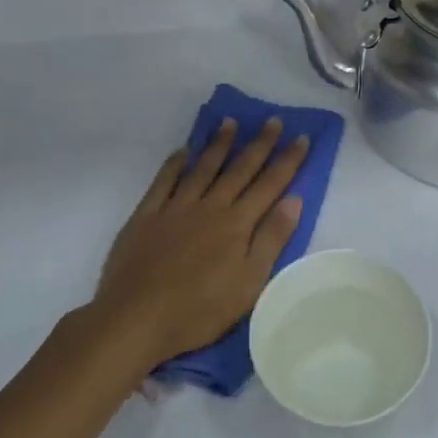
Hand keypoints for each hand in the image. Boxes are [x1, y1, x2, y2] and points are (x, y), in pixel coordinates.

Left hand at [88, 118, 308, 367]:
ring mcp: (175, 208)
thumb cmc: (199, 309)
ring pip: (203, 168)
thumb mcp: (249, 283)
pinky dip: (175, 163)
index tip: (301, 137)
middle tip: (272, 120)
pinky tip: (183, 151)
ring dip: (219, 144)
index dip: (287, 160)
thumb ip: (271, 239)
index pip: (269, 184)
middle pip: (239, 169)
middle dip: (259, 144)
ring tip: (231, 122)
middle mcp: (209, 207)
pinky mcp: (146, 215)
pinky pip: (164, 180)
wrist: (136, 318)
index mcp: (237, 224)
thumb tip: (293, 199)